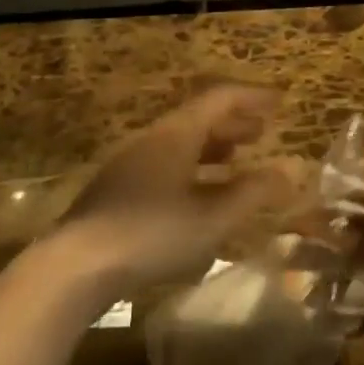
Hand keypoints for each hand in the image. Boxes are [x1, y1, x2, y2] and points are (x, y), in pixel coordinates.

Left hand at [44, 85, 289, 299]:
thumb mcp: (211, 218)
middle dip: (234, 122)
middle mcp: (153, 138)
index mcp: (177, 133)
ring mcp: (130, 163)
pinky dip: (192, 167)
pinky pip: (165, 163)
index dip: (252, 98)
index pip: (221, 98)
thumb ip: (252, 193)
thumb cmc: (152, 234)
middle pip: (199, 117)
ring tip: (236, 161)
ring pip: (180, 141)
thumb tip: (289, 171)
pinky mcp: (117, 189)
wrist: (74, 266)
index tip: (279, 103)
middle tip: (261, 132)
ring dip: (212, 146)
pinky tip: (197, 195)